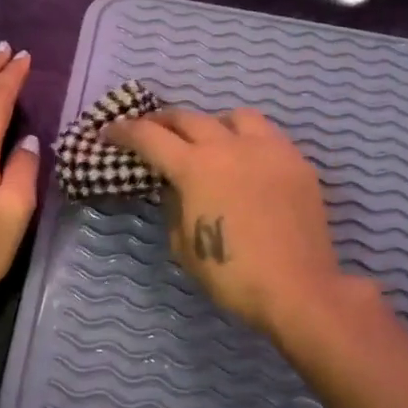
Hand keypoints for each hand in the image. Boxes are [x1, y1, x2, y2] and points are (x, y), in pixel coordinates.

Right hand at [104, 107, 346, 338]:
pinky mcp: (297, 162)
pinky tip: (246, 162)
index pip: (150, 137)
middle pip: (188, 118)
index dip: (124, 132)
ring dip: (212, 123)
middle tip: (150, 131)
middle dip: (162, 122)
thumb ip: (174, 206)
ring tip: (208, 141)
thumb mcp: (184, 245)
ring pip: (234, 117)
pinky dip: (247, 140)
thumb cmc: (232, 274)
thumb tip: (175, 186)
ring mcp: (268, 149)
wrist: (298, 289)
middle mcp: (230, 146)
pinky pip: (268, 136)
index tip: (109, 132)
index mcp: (196, 167)